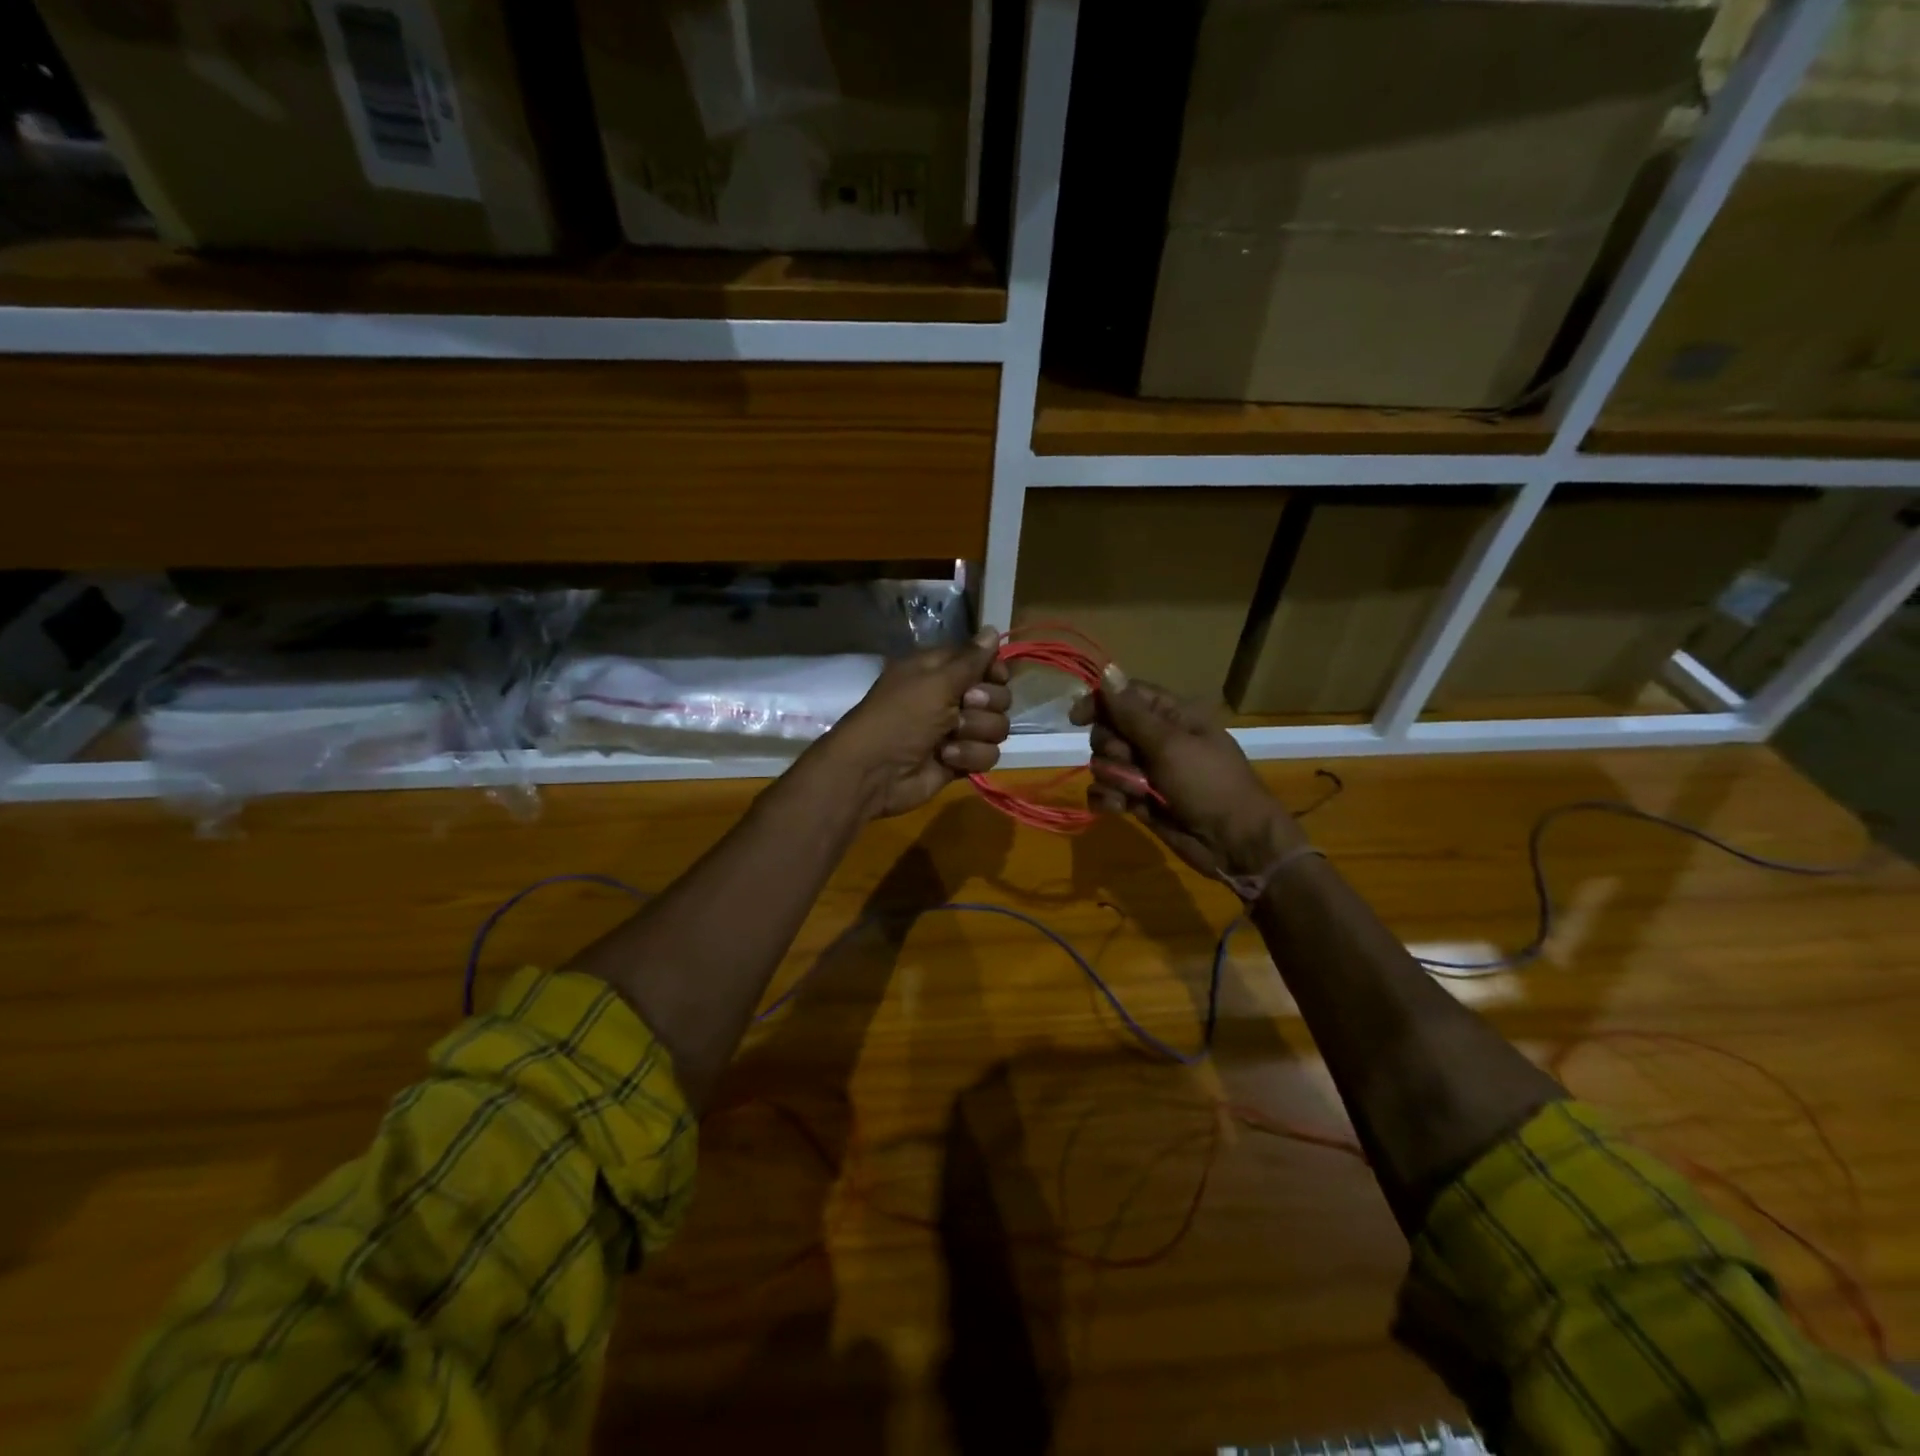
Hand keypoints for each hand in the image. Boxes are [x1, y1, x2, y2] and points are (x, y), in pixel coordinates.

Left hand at [815, 630, 1011, 819]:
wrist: (875, 772)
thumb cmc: (901, 717)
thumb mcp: (935, 681)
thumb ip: (970, 659)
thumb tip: (992, 629)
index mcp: (939, 670)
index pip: (982, 662)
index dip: (993, 670)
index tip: (995, 676)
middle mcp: (950, 697)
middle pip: (998, 695)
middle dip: (987, 703)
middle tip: (964, 706)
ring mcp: (957, 731)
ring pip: (996, 727)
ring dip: (976, 732)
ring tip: (950, 737)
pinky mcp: (960, 760)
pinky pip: (988, 754)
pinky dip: (969, 756)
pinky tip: (946, 758)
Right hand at [1069, 668, 1304, 878]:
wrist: (1233, 842)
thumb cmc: (1208, 784)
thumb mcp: (1170, 744)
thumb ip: (1132, 712)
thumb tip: (1107, 669)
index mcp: (1171, 716)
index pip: (1125, 696)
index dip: (1100, 703)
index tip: (1077, 719)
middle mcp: (1156, 740)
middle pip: (1108, 730)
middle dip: (1111, 749)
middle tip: (1131, 762)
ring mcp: (1146, 772)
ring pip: (1104, 763)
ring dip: (1113, 778)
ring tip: (1136, 794)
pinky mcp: (1138, 800)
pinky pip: (1105, 791)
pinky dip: (1107, 799)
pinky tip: (1119, 809)